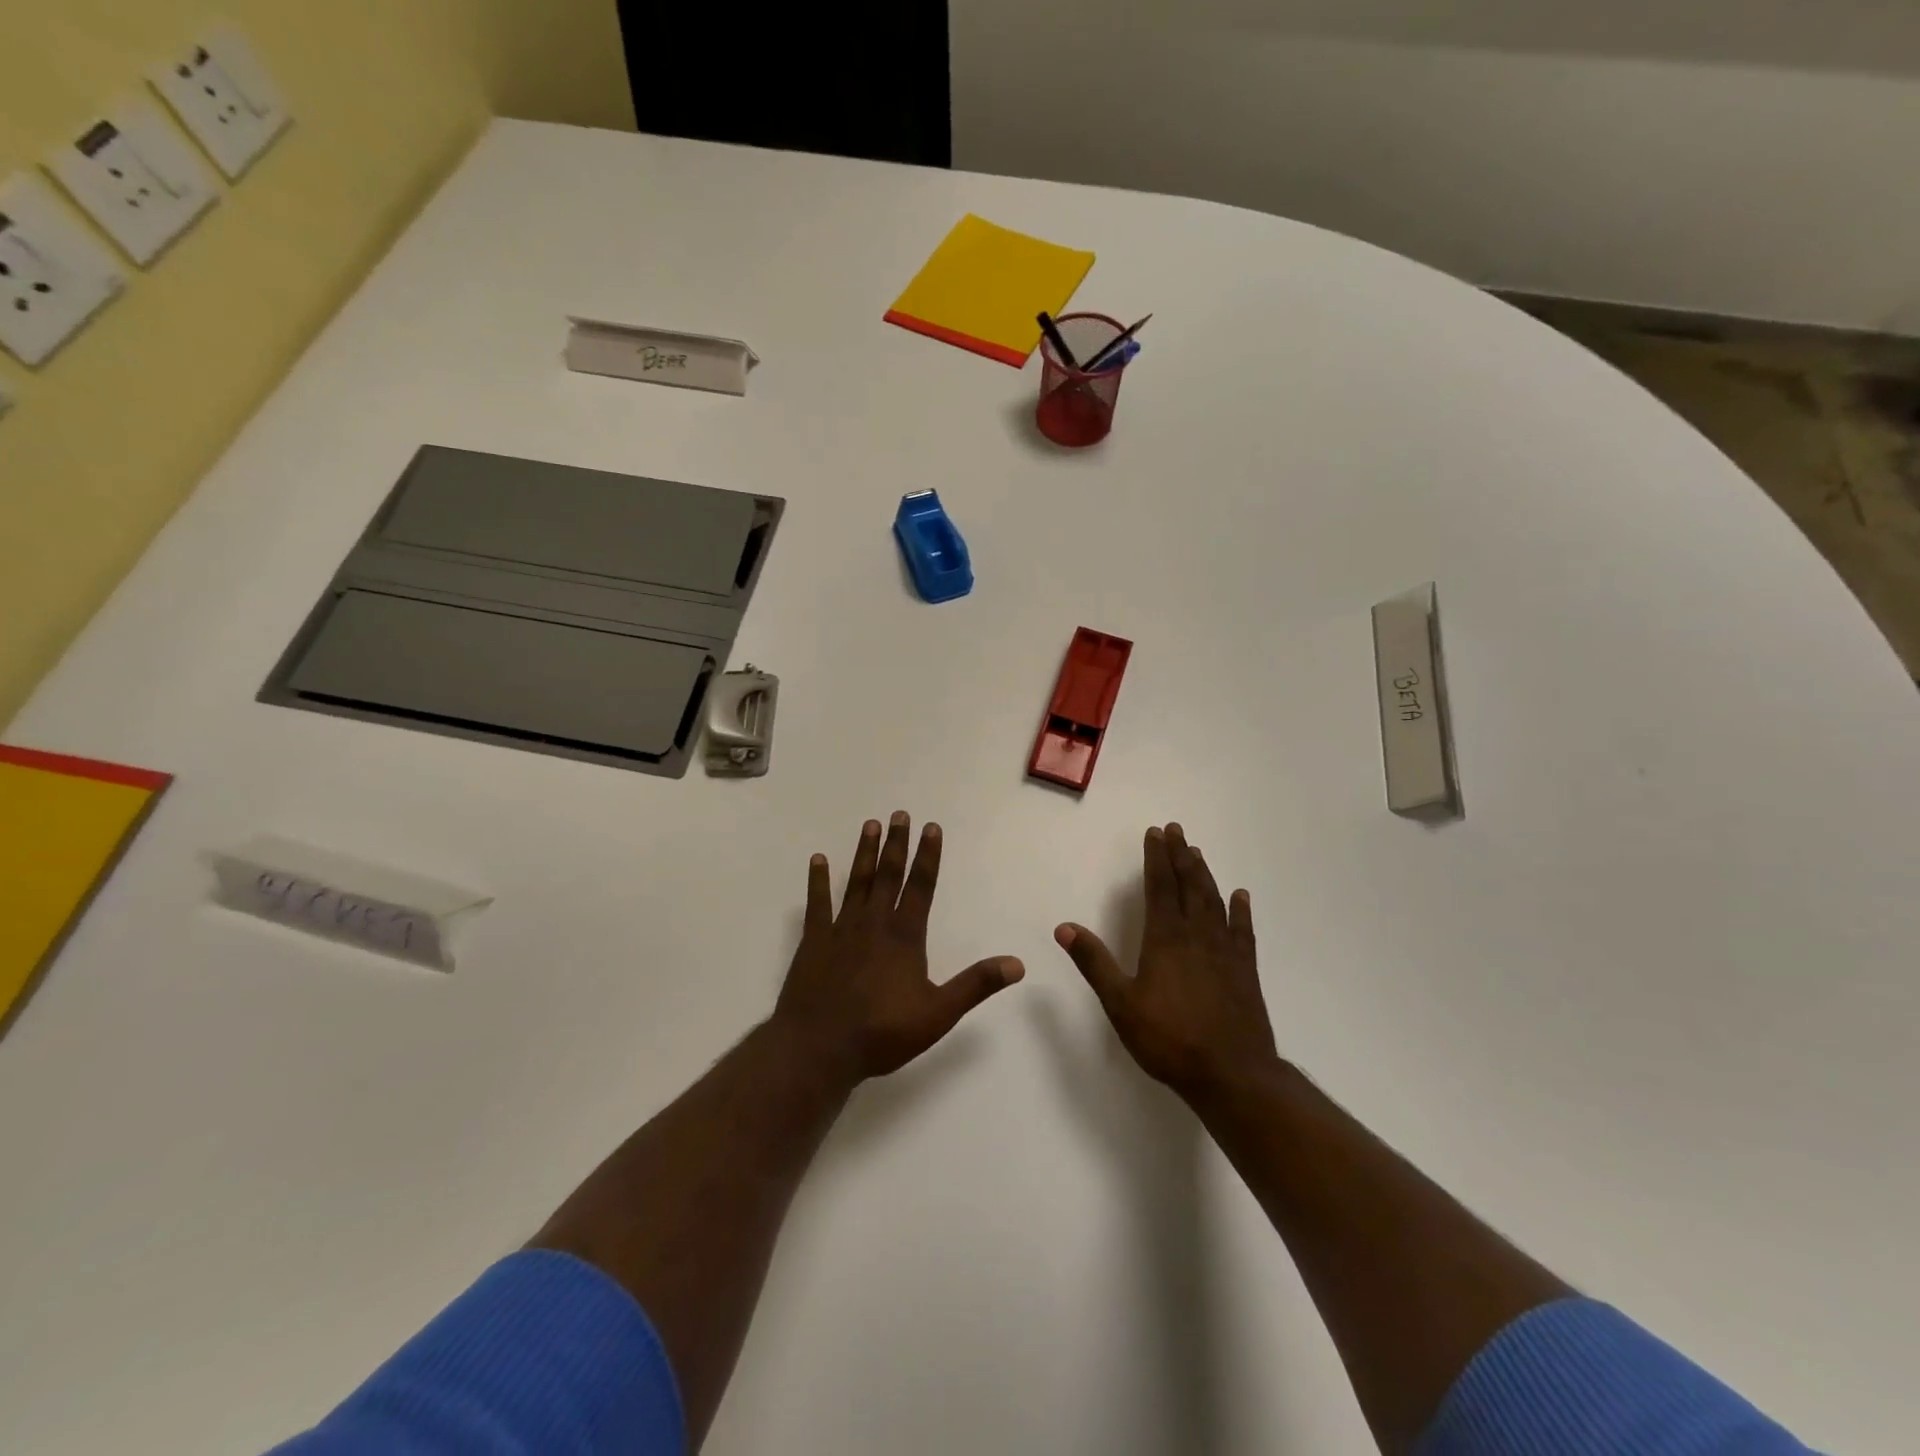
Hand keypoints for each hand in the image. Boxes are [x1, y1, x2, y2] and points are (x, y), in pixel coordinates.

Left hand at [774, 812, 1024, 1083]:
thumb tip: (1017, 964)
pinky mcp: (813, 940)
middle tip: (899, 814)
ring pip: (856, 881)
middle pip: (888, 875)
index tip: (931, 827)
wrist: (819, 1048)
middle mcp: (874, 923)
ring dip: (864, 852)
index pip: (921, 886)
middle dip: (896, 844)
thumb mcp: (938, 1013)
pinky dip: (818, 880)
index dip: (928, 856)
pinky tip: (818, 859)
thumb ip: (976, 985)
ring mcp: (841, 929)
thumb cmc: (882, 1032)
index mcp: (905, 936)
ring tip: (870, 825)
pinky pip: (817, 903)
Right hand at [1055, 823, 1278, 1099]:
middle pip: (1189, 886)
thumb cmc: (1169, 1039)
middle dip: (1180, 856)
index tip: (1154, 833)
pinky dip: (1240, 910)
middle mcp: (1197, 936)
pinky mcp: (1245, 970)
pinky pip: (1243, 931)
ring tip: (1197, 853)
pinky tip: (1240, 896)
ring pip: (1215, 901)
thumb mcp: (1120, 1003)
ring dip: (1204, 875)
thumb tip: (1064, 927)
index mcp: (1166, 939)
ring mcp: (1225, 952)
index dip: (1156, 859)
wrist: (1232, 1074)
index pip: (1160, 887)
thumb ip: (1094, 962)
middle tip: (1176, 830)